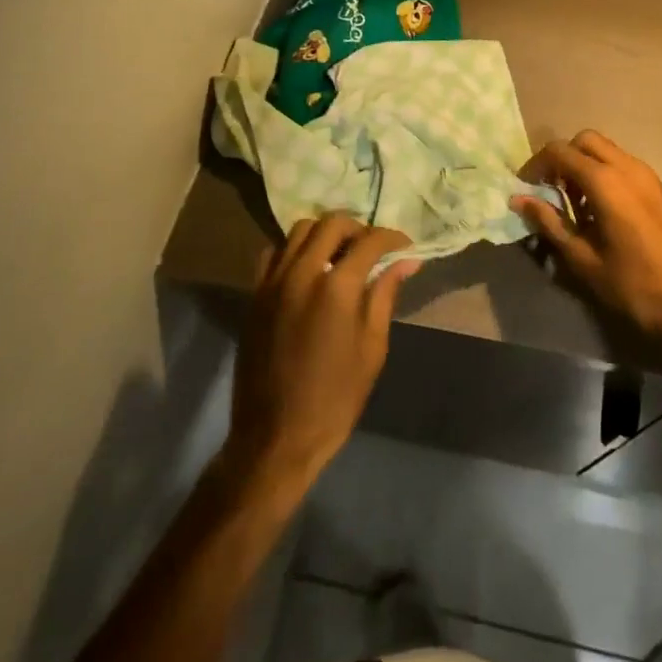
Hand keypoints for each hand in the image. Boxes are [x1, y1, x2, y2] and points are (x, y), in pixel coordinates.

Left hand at [225, 216, 418, 491]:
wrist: (275, 437)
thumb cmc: (334, 398)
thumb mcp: (372, 348)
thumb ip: (385, 295)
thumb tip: (406, 261)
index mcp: (336, 287)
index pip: (370, 241)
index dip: (393, 238)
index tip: (405, 247)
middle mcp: (303, 272)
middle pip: (333, 223)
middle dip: (358, 228)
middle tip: (372, 248)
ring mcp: (274, 281)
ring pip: (300, 230)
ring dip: (325, 233)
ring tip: (340, 254)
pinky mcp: (255, 294)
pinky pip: (274, 252)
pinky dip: (293, 250)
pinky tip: (306, 270)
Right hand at [512, 132, 661, 357]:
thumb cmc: (633, 285)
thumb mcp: (583, 259)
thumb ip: (550, 223)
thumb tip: (520, 200)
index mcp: (606, 182)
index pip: (560, 151)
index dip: (537, 164)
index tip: (526, 186)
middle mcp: (628, 167)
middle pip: (585, 140)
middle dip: (563, 157)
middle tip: (552, 189)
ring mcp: (649, 176)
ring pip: (608, 150)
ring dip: (585, 165)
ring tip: (576, 203)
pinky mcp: (661, 188)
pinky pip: (625, 165)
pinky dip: (606, 173)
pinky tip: (603, 210)